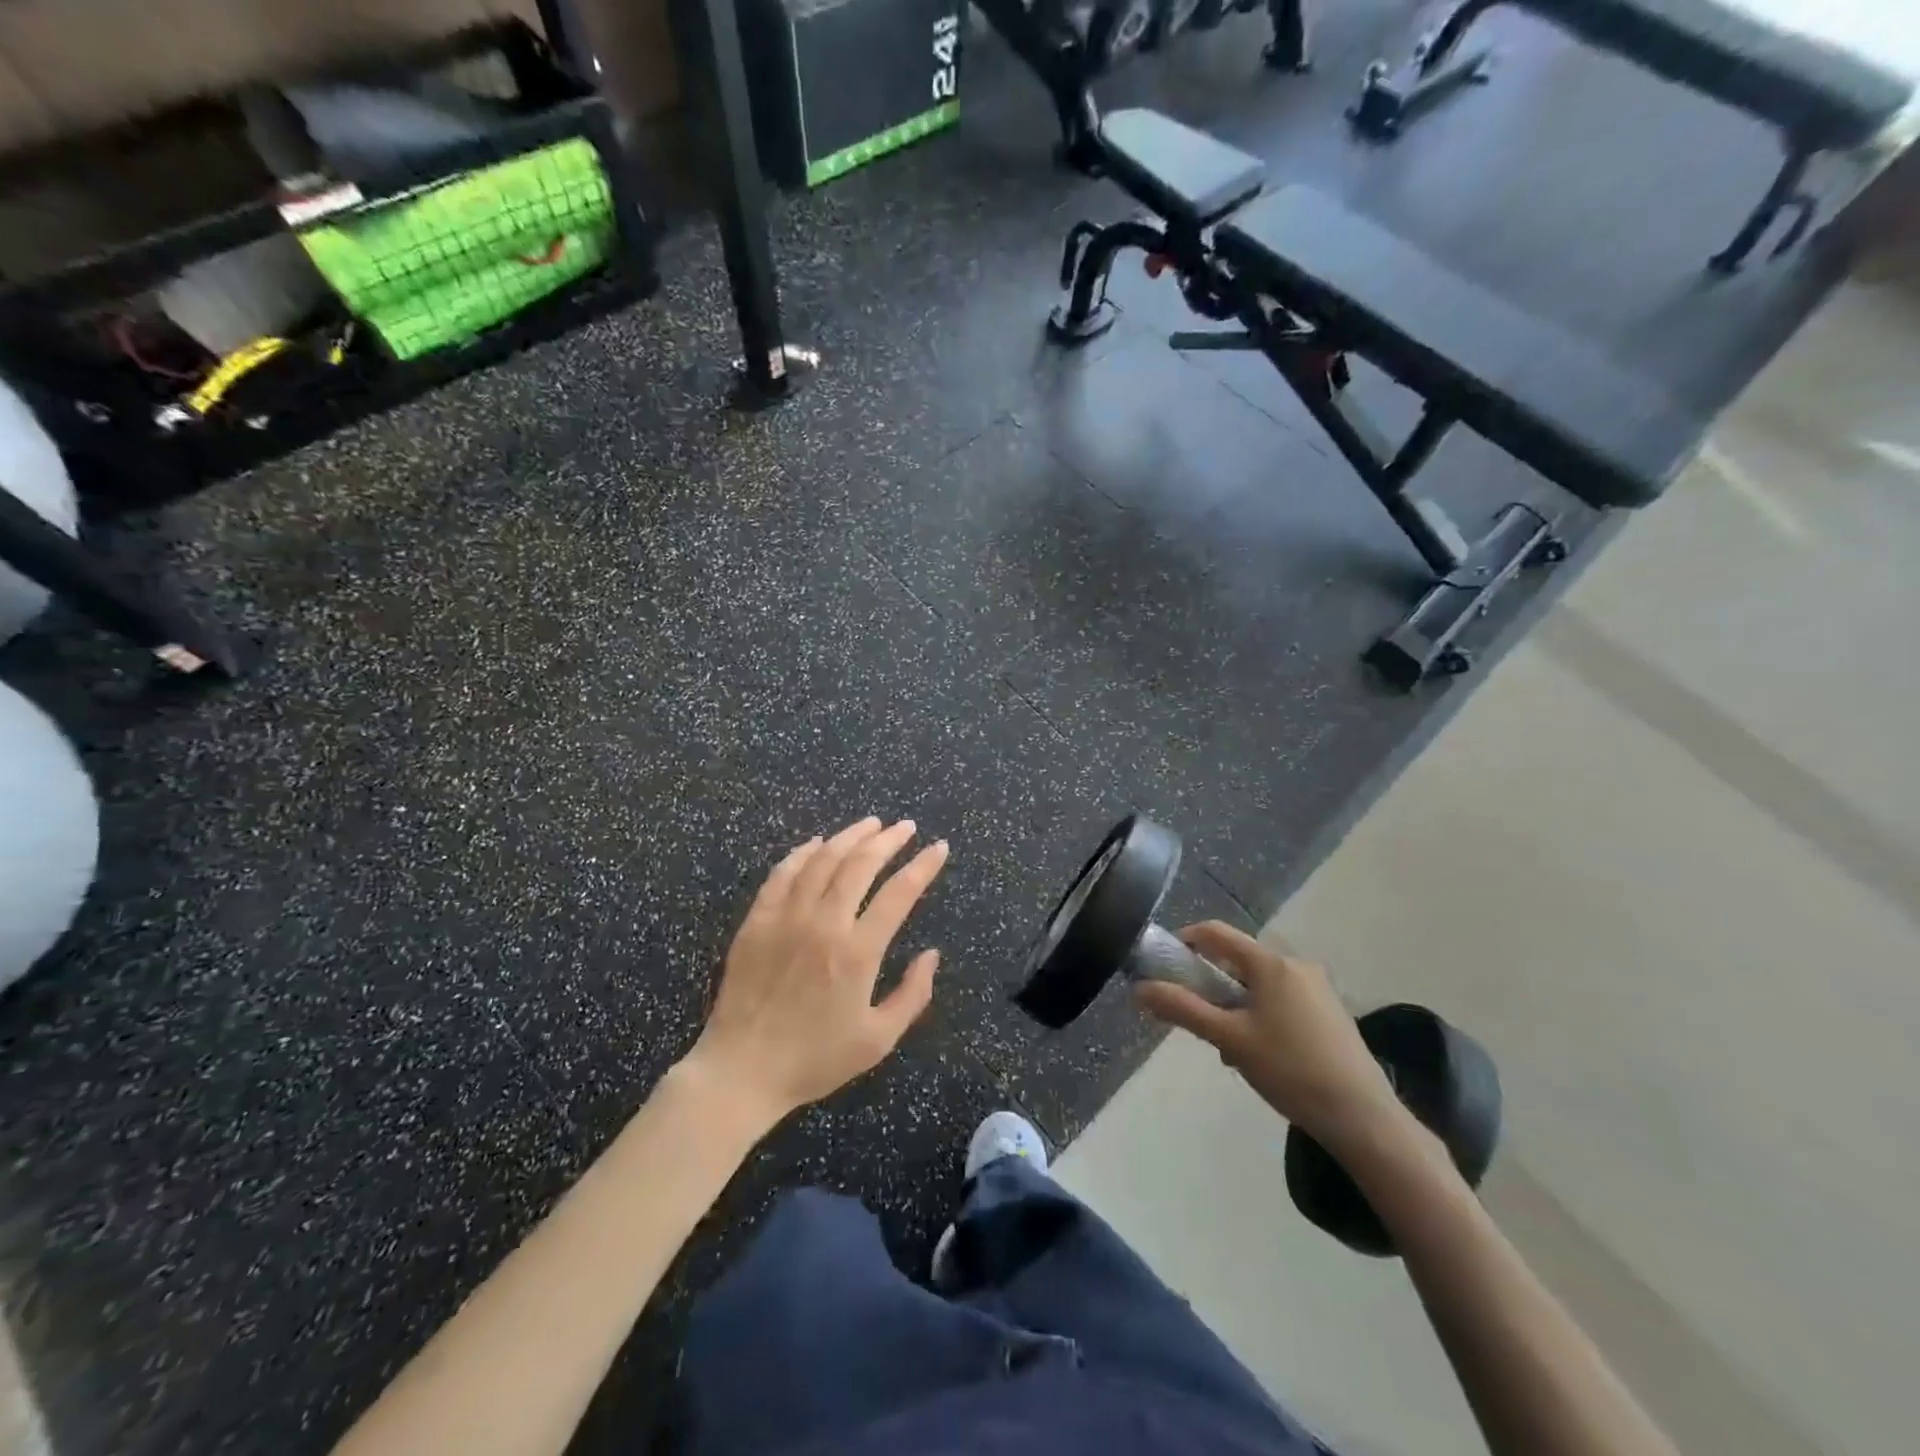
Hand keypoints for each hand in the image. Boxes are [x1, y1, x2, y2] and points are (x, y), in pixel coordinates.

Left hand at [687, 817, 948, 1124]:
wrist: (741, 1071)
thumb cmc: (814, 1060)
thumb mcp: (877, 1041)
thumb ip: (912, 995)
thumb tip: (932, 954)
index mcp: (857, 952)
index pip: (899, 893)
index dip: (923, 866)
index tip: (938, 847)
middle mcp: (823, 924)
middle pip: (860, 864)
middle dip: (888, 840)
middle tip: (905, 827)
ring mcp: (786, 918)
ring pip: (822, 860)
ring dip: (849, 837)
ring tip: (870, 824)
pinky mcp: (756, 921)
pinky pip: (782, 874)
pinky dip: (802, 853)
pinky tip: (816, 843)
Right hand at [1135, 921, 1408, 1153]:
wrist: (1363, 1118)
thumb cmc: (1290, 1070)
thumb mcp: (1229, 1039)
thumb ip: (1182, 1009)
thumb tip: (1138, 989)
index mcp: (1270, 963)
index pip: (1216, 933)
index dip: (1184, 941)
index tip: (1164, 966)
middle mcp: (1296, 964)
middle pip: (1238, 960)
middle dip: (1211, 985)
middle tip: (1197, 1019)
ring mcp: (1318, 988)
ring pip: (1260, 983)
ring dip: (1235, 1004)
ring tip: (1229, 1047)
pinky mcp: (1331, 1012)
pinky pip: (1282, 999)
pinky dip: (1261, 1014)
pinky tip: (1261, 1054)